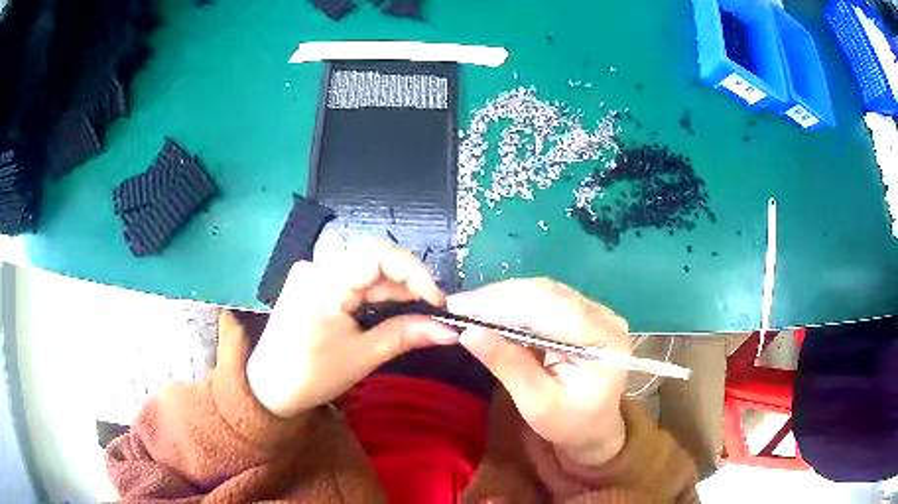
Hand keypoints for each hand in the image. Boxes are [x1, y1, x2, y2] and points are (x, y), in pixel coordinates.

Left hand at [247, 240, 457, 417]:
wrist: (268, 389)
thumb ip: (406, 335)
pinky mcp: (313, 285)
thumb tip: (451, 330)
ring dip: (394, 291)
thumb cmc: (311, 376)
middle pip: (373, 261)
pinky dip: (375, 296)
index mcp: (323, 282)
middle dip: (408, 284)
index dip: (414, 271)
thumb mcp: (362, 356)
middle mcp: (316, 267)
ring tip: (417, 315)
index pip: (377, 254)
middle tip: (434, 312)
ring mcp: (312, 274)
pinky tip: (390, 312)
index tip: (438, 300)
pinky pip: (352, 281)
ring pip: (365, 271)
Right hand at [448, 278, 630, 466]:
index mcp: (604, 340)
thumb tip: (469, 332)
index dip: (504, 305)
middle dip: (499, 298)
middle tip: (456, 306)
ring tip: (468, 307)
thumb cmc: (569, 424)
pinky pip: (544, 298)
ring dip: (503, 297)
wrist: (594, 428)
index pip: (551, 310)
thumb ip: (508, 366)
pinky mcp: (582, 312)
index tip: (461, 307)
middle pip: (547, 294)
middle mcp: (604, 317)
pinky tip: (490, 309)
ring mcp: (595, 311)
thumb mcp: (536, 404)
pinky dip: (513, 302)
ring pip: (543, 291)